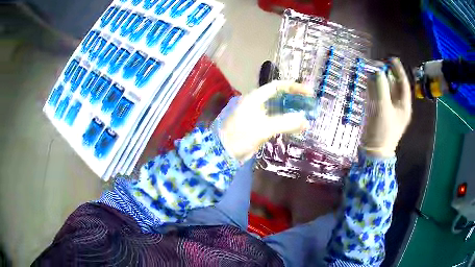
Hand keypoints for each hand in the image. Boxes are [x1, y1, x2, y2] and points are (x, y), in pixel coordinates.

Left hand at [220, 81, 311, 161]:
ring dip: (293, 112)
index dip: (294, 87)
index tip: (309, 92)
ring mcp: (259, 115)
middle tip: (310, 105)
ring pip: (280, 110)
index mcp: (256, 98)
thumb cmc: (240, 136)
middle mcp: (258, 103)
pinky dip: (288, 123)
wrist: (224, 153)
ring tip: (308, 117)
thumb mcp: (263, 128)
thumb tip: (305, 120)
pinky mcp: (261, 127)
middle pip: (280, 97)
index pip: (277, 86)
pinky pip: (277, 121)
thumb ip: (284, 123)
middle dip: (296, 100)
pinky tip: (298, 127)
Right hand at [361, 58, 411, 156]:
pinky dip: (374, 89)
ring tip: (372, 70)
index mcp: (404, 106)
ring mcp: (388, 110)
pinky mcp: (379, 113)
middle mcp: (398, 106)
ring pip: (385, 90)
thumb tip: (378, 71)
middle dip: (387, 75)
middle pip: (394, 86)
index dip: (398, 71)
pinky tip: (369, 82)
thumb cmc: (382, 131)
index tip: (391, 58)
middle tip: (379, 64)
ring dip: (379, 80)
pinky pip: (378, 97)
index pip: (403, 84)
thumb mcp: (383, 108)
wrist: (373, 151)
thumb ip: (381, 87)